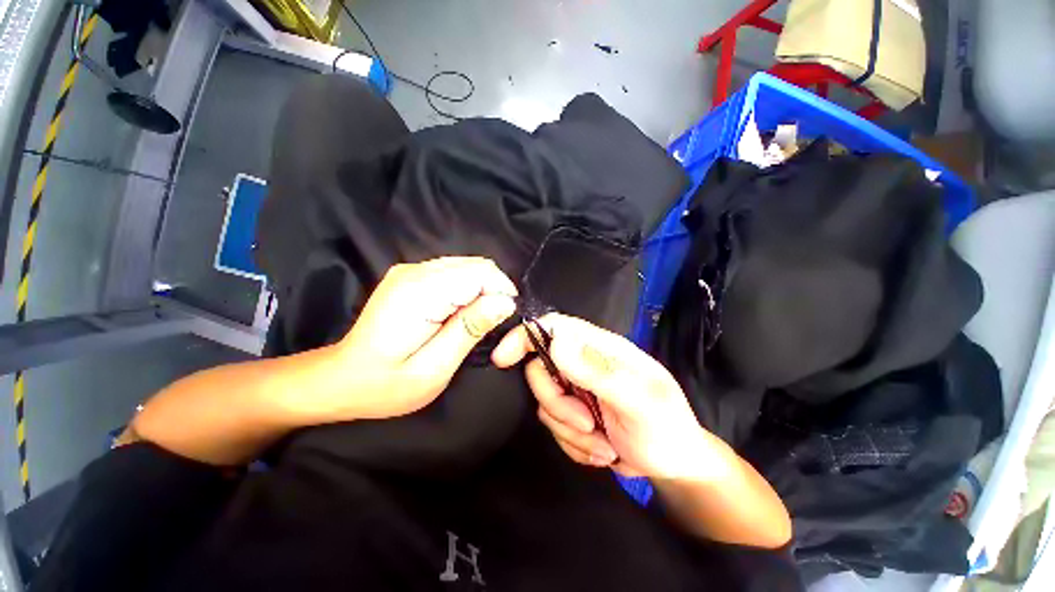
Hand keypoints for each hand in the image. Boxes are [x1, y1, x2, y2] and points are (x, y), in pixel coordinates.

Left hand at [322, 257, 517, 420]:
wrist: (343, 378)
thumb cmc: (387, 384)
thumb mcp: (435, 368)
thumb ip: (471, 329)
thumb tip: (505, 303)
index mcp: (420, 292)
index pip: (480, 272)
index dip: (501, 291)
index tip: (505, 318)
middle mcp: (415, 271)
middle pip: (476, 265)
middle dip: (494, 290)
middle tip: (492, 323)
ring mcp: (411, 270)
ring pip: (467, 266)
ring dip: (482, 290)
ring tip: (476, 320)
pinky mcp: (411, 275)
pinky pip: (454, 272)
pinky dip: (468, 289)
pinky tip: (460, 313)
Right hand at [492, 313, 711, 480]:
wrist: (672, 464)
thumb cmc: (665, 427)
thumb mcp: (639, 400)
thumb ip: (598, 370)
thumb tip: (556, 341)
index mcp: (600, 347)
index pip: (553, 326)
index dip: (524, 336)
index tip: (503, 359)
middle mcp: (583, 363)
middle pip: (540, 369)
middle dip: (557, 403)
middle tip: (586, 423)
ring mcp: (575, 389)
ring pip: (545, 404)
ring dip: (570, 431)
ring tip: (604, 444)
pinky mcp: (571, 413)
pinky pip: (553, 426)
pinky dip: (574, 444)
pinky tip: (600, 450)